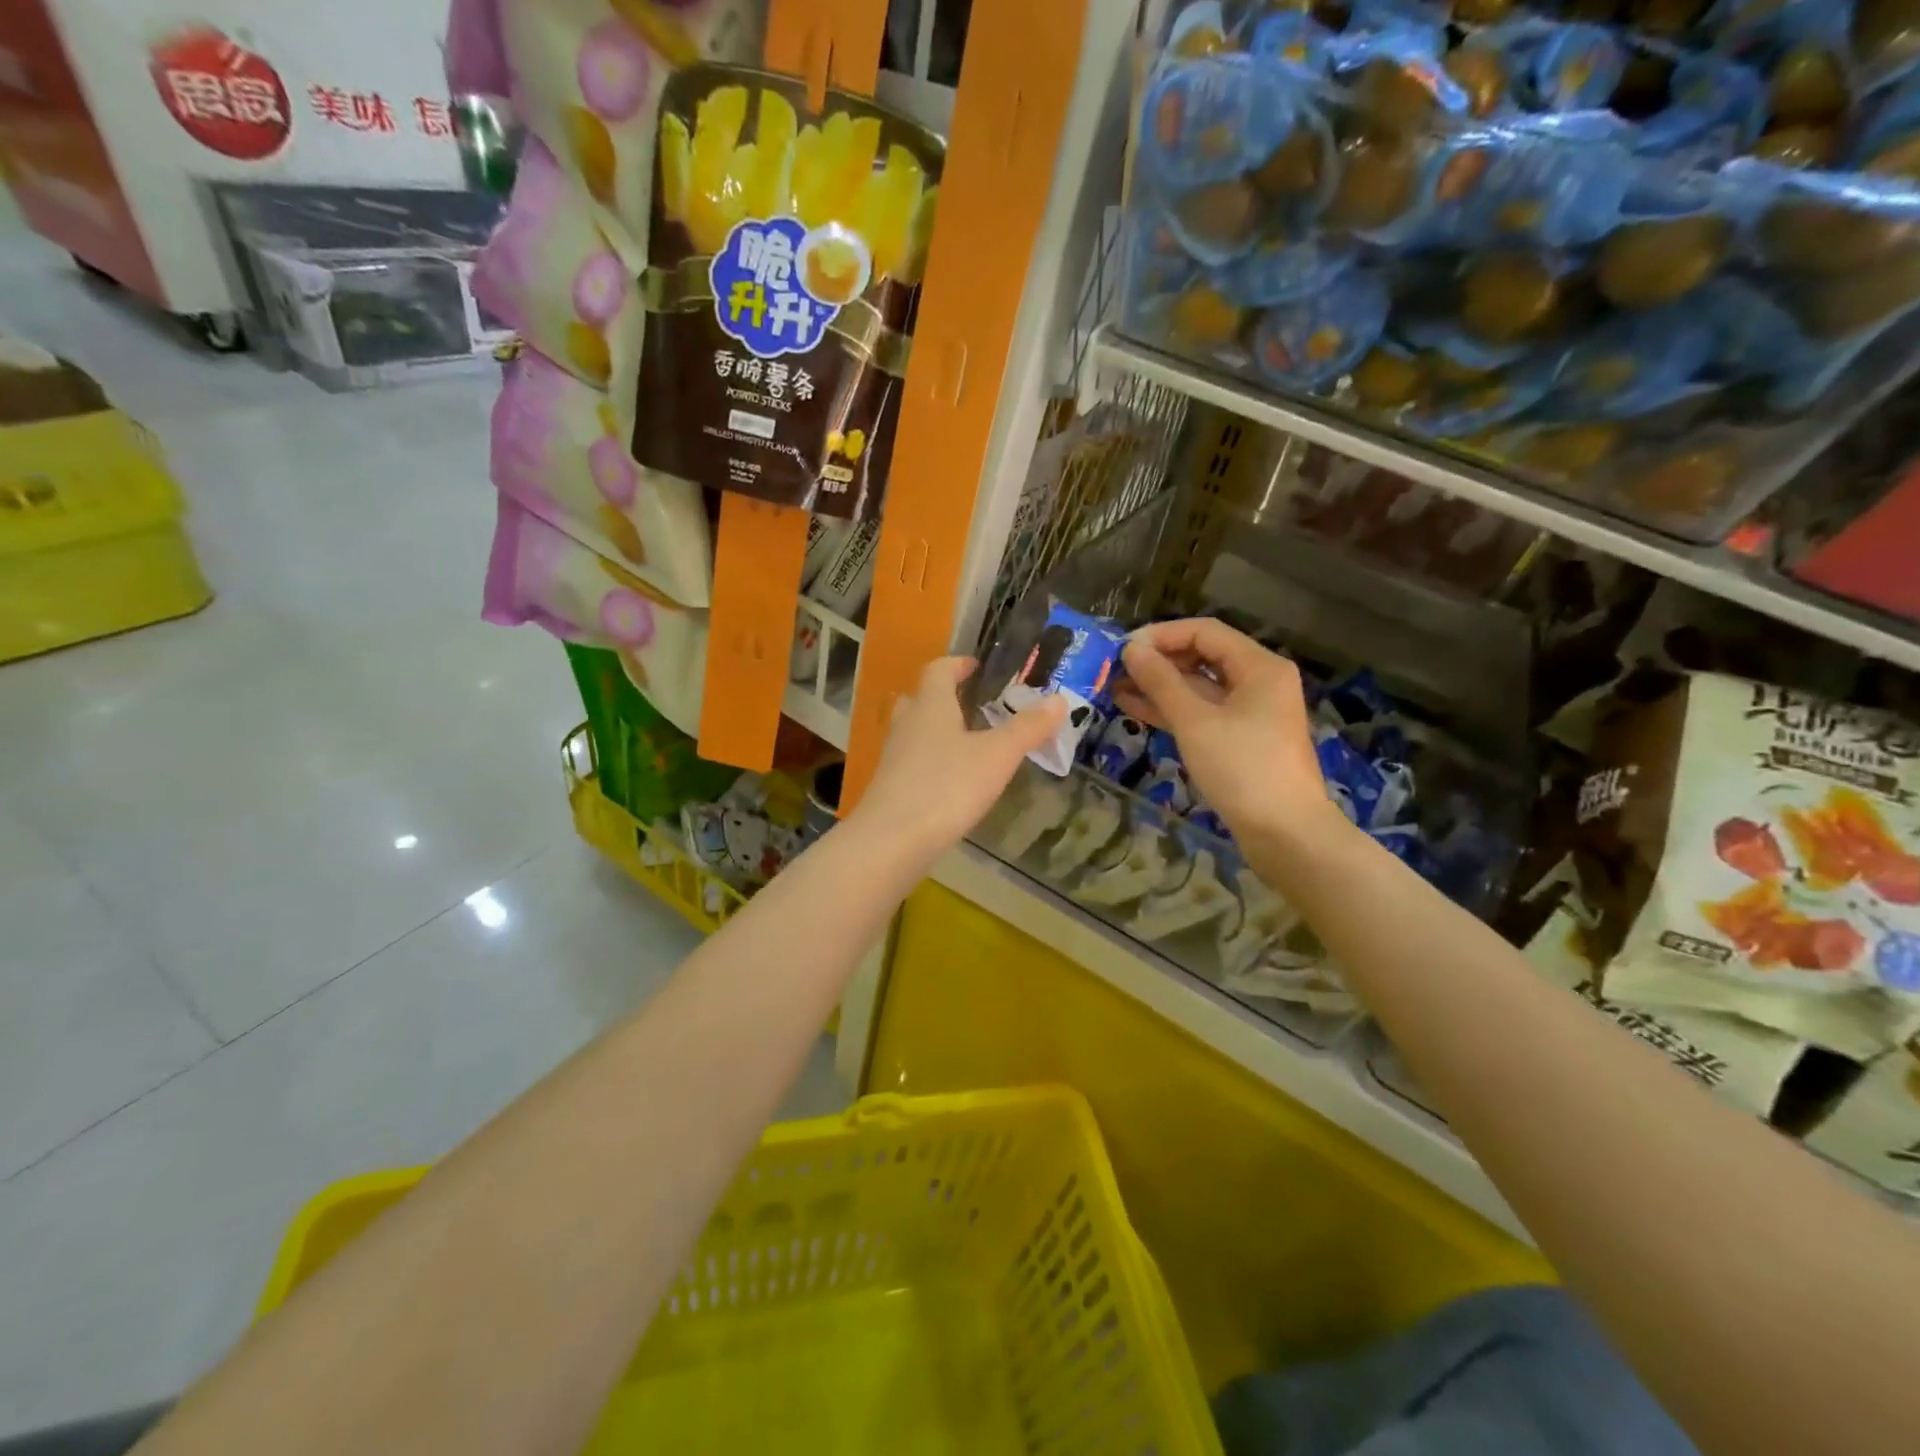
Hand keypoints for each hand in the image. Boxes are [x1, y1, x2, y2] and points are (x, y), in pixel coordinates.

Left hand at [852, 656, 1065, 860]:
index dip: (958, 664)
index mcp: (931, 705)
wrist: (892, 840)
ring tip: (966, 743)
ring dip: (936, 731)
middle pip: (920, 699)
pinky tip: (950, 782)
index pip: (939, 670)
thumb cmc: (948, 786)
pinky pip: (911, 763)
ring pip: (913, 732)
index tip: (975, 666)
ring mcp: (893, 757)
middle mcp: (907, 724)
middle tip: (971, 704)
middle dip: (944, 697)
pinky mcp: (890, 787)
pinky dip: (930, 762)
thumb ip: (1027, 728)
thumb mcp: (997, 756)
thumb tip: (1059, 700)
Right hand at [1114, 619, 1332, 840]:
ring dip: (1159, 686)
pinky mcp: (1240, 739)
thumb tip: (1131, 649)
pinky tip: (1135, 708)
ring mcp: (1250, 712)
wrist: (1285, 834)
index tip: (1123, 648)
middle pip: (1202, 657)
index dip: (1161, 635)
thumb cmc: (1243, 769)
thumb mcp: (1195, 722)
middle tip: (1115, 668)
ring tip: (1115, 687)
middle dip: (1158, 661)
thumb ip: (1161, 682)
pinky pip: (1202, 713)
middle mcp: (1258, 682)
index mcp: (1259, 667)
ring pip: (1199, 688)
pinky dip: (1172, 710)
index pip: (1204, 632)